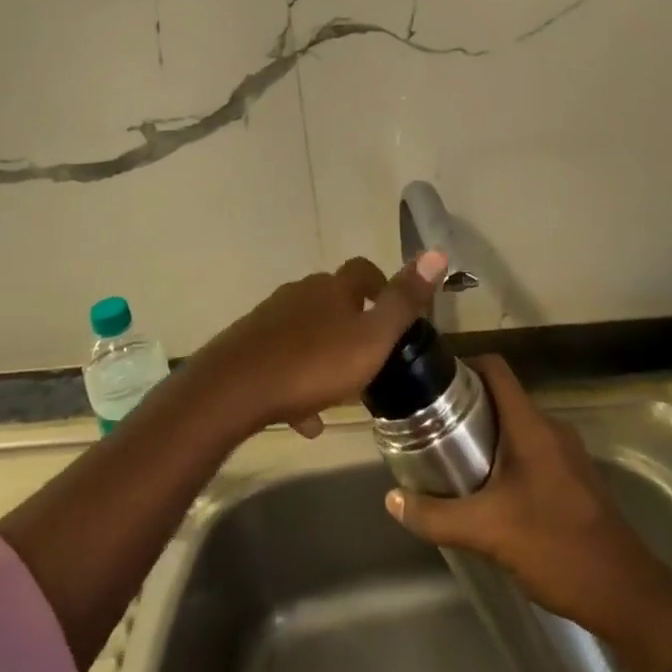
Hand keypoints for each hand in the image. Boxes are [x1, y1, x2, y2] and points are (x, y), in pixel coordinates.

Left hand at [191, 251, 449, 437]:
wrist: (234, 389)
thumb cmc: (313, 364)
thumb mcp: (372, 338)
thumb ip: (404, 301)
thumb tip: (438, 252)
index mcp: (333, 288)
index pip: (362, 271)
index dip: (380, 285)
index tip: (391, 311)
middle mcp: (300, 293)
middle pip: (332, 300)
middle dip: (351, 322)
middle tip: (368, 355)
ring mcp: (270, 318)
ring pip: (307, 331)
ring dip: (324, 354)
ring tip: (339, 391)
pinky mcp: (249, 345)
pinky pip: (282, 359)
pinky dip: (297, 382)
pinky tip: (306, 419)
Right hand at [384, 355, 671, 645]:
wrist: (626, 593)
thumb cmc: (555, 547)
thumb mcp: (486, 532)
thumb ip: (436, 516)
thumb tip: (392, 499)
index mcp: (531, 425)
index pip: (496, 368)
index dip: (463, 365)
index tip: (431, 382)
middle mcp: (551, 428)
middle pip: (503, 397)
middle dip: (467, 406)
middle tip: (431, 427)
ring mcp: (568, 454)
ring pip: (518, 426)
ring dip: (486, 434)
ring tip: (452, 458)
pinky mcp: (575, 479)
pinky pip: (533, 450)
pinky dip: (507, 457)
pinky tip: (489, 491)